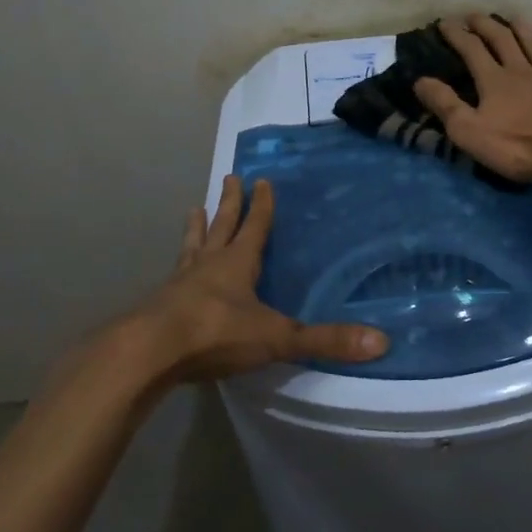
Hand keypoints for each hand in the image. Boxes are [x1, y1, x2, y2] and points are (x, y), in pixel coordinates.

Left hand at [124, 174, 387, 382]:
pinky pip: (174, 277)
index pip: (254, 227)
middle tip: (229, 178)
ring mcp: (180, 284)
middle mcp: (208, 266)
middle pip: (221, 227)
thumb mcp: (276, 337)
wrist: (149, 353)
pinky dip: (178, 267)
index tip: (262, 180)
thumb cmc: (216, 334)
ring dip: (197, 228)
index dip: (261, 206)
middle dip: (229, 204)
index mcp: (237, 264)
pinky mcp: (159, 305)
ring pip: (192, 247)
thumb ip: (325, 340)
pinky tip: (173, 272)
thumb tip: (381, 341)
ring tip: (193, 209)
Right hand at [413, 13, 531, 183]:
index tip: (444, 22)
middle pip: (501, 39)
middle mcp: (520, 69)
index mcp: (494, 80)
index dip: (456, 34)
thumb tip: (420, 80)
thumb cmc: (517, 146)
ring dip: (519, 28)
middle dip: (485, 25)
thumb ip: (445, 104)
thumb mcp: (470, 132)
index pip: (471, 49)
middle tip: (474, 16)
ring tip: (511, 19)